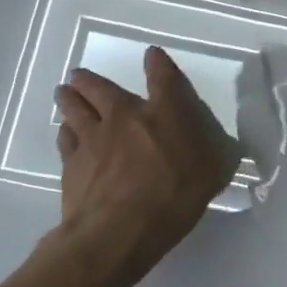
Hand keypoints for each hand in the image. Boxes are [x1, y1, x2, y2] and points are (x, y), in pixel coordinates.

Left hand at [52, 48, 240, 284]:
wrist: (118, 231)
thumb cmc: (174, 197)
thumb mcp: (211, 174)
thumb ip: (213, 153)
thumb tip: (222, 146)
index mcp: (165, 113)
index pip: (163, 77)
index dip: (158, 63)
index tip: (152, 54)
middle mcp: (125, 116)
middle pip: (100, 88)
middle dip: (90, 79)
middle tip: (79, 75)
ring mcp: (93, 138)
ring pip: (74, 108)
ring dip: (69, 98)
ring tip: (64, 92)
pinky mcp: (71, 163)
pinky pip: (65, 138)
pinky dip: (65, 131)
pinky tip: (65, 133)